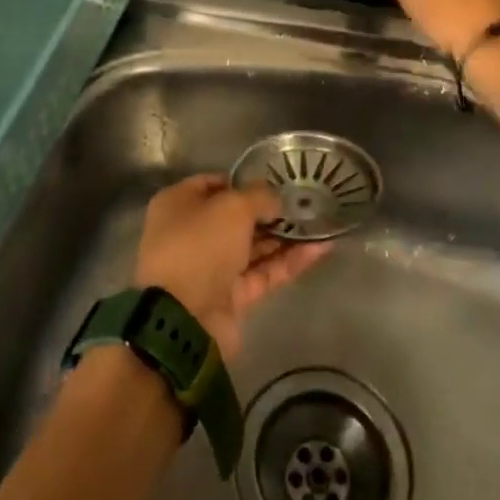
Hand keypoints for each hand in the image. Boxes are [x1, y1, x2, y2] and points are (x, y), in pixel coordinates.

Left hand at [133, 174, 328, 360]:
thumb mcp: (232, 207)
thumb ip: (259, 196)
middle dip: (269, 211)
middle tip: (305, 202)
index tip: (277, 179)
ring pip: (253, 247)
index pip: (214, 183)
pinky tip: (320, 248)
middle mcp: (192, 233)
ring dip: (284, 237)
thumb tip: (276, 198)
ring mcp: (212, 268)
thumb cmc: (200, 245)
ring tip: (320, 222)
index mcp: (179, 204)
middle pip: (236, 217)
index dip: (244, 180)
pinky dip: (289, 262)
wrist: (183, 320)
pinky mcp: (232, 297)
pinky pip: (264, 273)